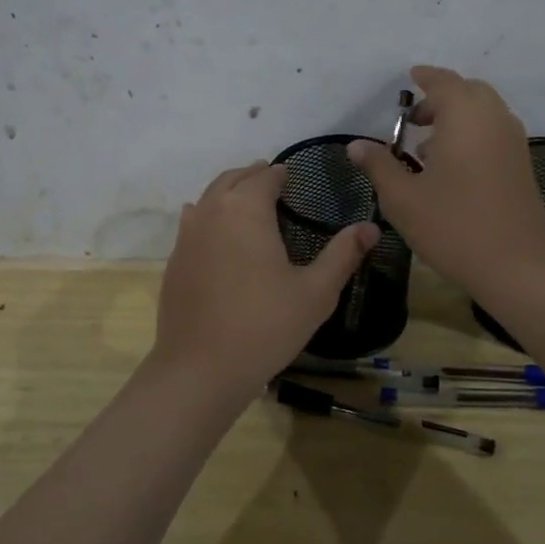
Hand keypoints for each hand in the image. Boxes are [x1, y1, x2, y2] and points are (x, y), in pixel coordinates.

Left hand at [147, 161, 379, 408]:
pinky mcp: (174, 261)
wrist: (201, 368)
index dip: (280, 175)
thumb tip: (371, 227)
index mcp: (246, 209)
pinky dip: (209, 217)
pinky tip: (219, 236)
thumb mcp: (316, 292)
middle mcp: (212, 211)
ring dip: (229, 194)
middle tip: (272, 183)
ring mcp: (186, 236)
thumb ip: (343, 254)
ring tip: (248, 206)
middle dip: (253, 177)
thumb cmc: (265, 325)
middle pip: (232, 179)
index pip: (265, 176)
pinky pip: (193, 224)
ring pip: (208, 198)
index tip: (293, 179)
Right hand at [348, 66, 544, 303]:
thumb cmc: (453, 226)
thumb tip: (355, 145)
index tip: (409, 78)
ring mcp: (513, 142)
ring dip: (458, 118)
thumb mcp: (403, 198)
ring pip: (484, 113)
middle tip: (414, 120)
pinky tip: (451, 168)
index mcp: (465, 117)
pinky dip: (473, 134)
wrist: (516, 266)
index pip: (443, 82)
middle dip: (441, 98)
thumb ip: (379, 165)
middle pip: (468, 92)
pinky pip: (495, 132)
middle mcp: (494, 120)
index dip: (425, 77)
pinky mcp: (522, 165)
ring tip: (426, 148)